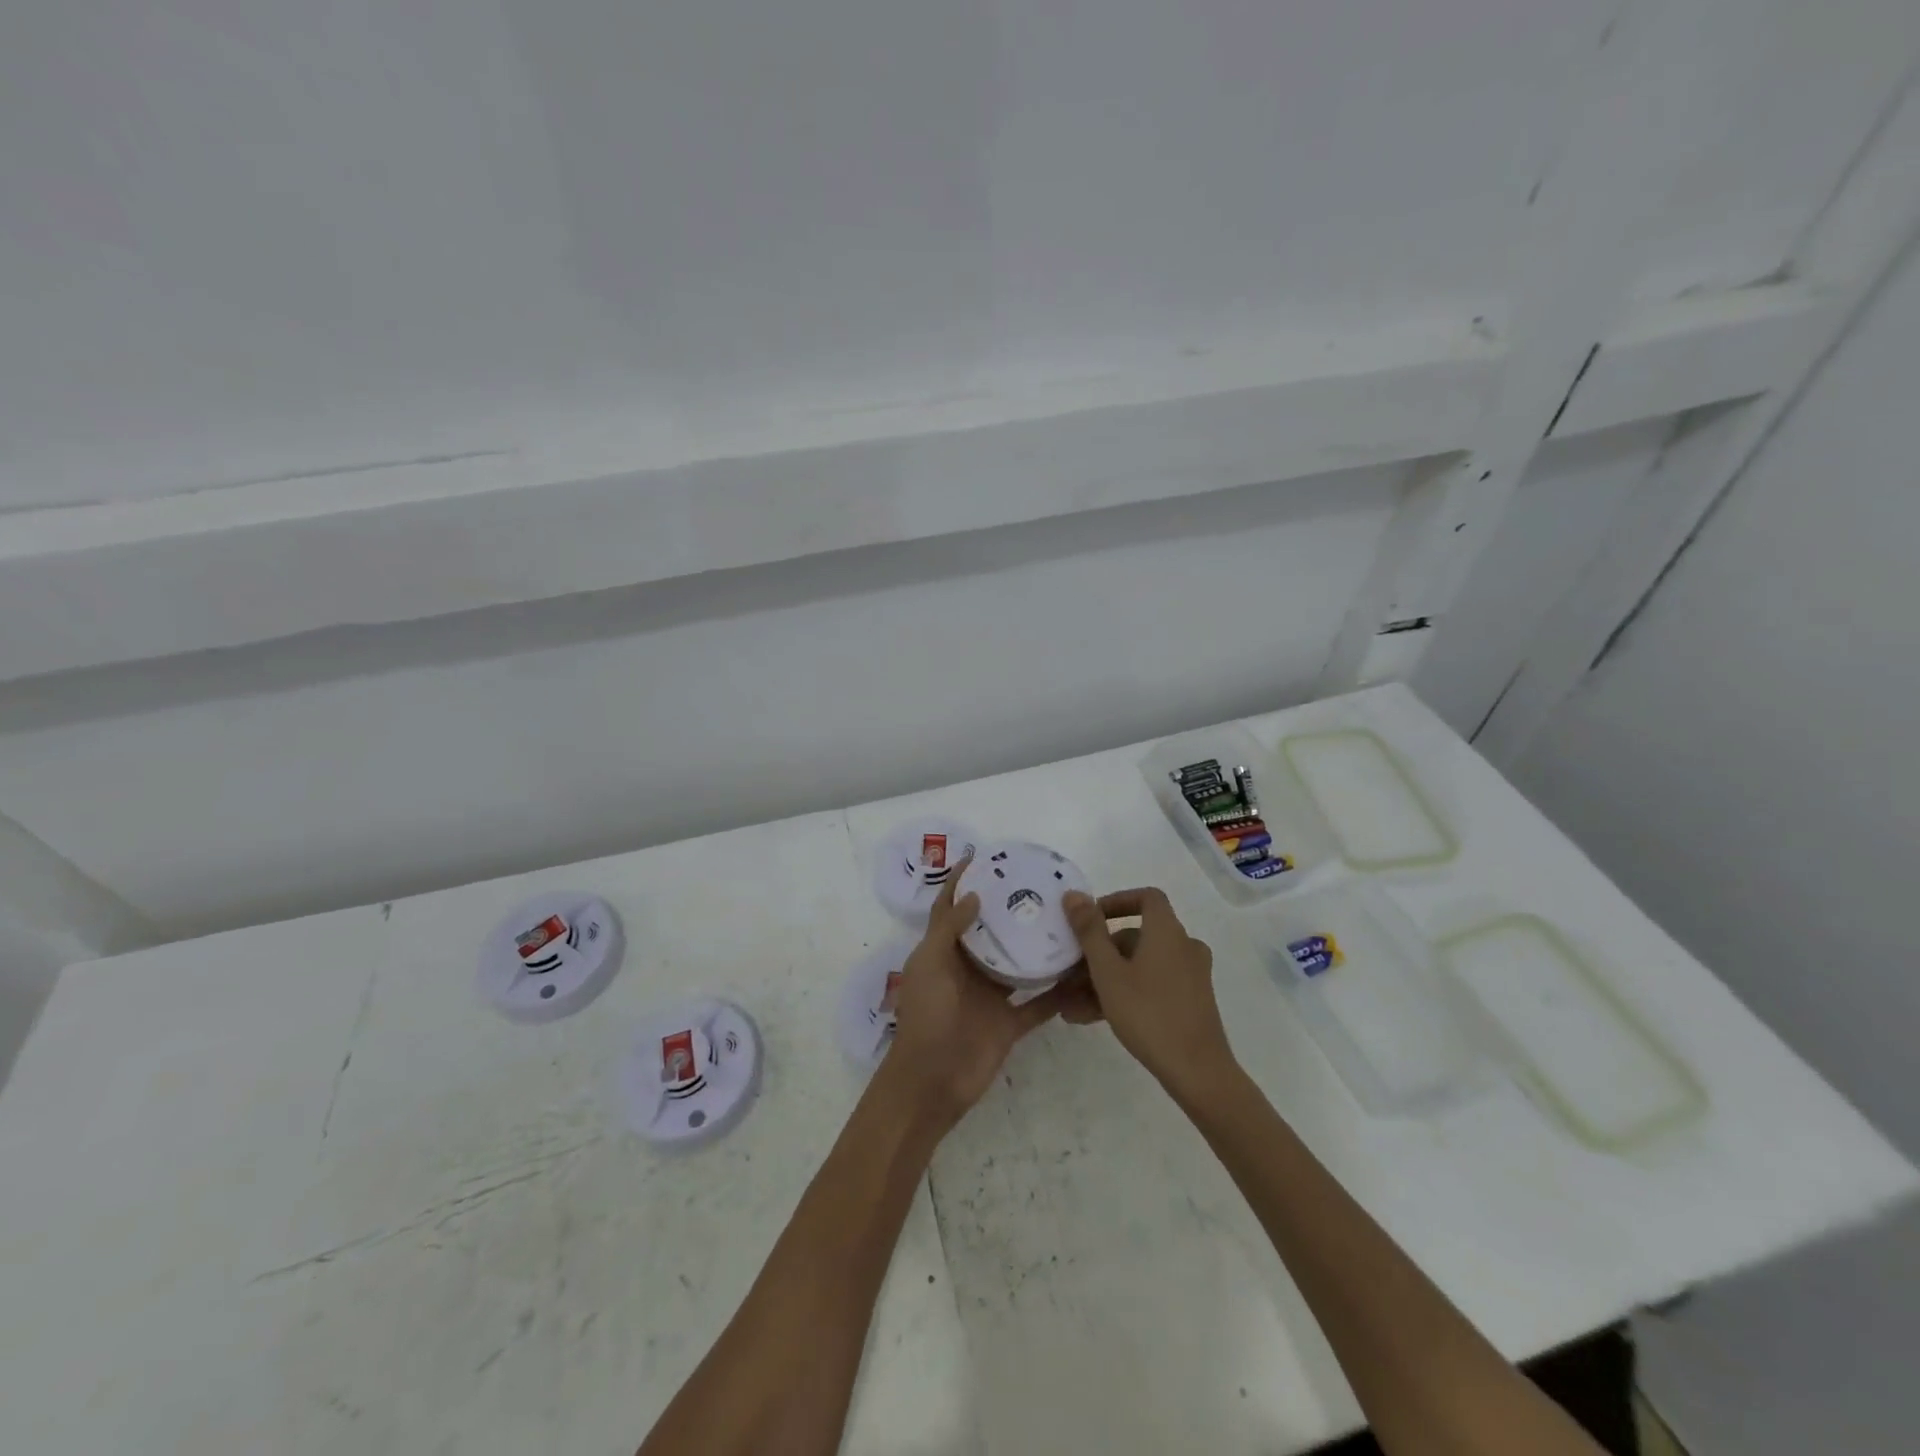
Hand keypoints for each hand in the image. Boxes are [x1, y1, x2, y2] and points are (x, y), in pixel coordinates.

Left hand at [883, 857, 1059, 1125]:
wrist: (932, 1083)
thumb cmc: (926, 1017)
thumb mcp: (929, 965)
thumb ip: (949, 929)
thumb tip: (973, 894)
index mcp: (943, 952)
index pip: (950, 909)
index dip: (962, 883)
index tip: (984, 857)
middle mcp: (968, 969)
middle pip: (990, 932)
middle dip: (1008, 909)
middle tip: (1038, 884)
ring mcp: (991, 996)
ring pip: (1019, 965)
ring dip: (1036, 947)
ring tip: (1066, 920)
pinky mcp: (1011, 1023)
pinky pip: (1039, 1003)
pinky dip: (1058, 991)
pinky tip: (1082, 971)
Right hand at [1061, 887, 1234, 1103]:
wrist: (1198, 1072)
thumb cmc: (1149, 1013)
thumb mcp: (1108, 972)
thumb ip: (1089, 931)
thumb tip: (1074, 895)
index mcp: (1167, 932)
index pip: (1146, 897)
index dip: (1117, 901)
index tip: (1090, 918)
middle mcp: (1183, 947)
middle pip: (1136, 936)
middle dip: (1099, 953)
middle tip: (1069, 973)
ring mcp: (1189, 976)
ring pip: (1139, 966)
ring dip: (1104, 979)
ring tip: (1070, 1004)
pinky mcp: (1189, 1002)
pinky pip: (1150, 986)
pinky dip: (1124, 994)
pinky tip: (1090, 1018)